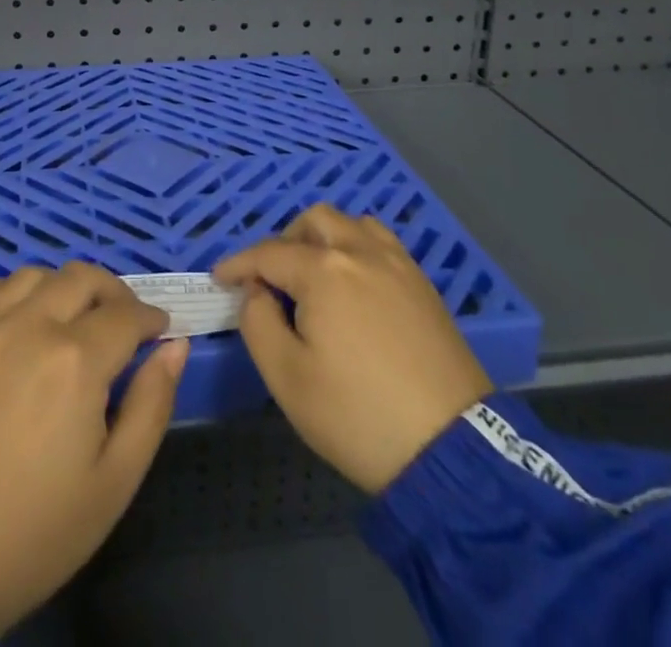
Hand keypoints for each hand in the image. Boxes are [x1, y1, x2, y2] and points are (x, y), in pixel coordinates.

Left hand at [0, 262, 188, 635]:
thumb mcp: (114, 483)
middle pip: (82, 278)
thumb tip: (175, 346)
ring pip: (34, 275)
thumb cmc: (33, 531)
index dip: (151, 318)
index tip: (160, 331)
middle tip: (122, 322)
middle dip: (114, 293)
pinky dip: (8, 290)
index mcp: (76, 360)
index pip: (126, 315)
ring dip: (63, 287)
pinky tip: (15, 314)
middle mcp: (30, 325)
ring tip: (71, 318)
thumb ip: (152, 405)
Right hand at [214, 203, 491, 492]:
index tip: (220, 279)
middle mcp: (360, 253)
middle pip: (314, 221)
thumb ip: (257, 322)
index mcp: (323, 271)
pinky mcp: (423, 285)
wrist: (450, 449)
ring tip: (315, 276)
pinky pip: (382, 244)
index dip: (238, 264)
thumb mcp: (287, 378)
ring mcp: (397, 265)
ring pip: (352, 224)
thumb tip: (257, 291)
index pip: (268, 254)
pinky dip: (357, 248)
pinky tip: (355, 285)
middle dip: (284, 241)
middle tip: (272, 278)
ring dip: (324, 238)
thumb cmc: (357, 416)